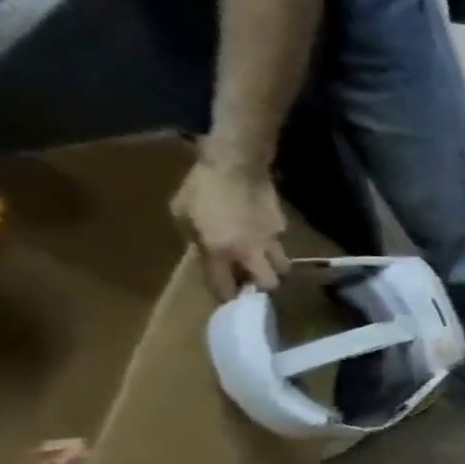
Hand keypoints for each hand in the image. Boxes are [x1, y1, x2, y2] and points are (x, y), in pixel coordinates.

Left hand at [172, 154, 290, 300]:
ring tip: (260, 261)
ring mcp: (272, 240)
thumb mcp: (181, 215)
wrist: (236, 165)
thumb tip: (208, 253)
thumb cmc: (201, 189)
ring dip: (272, 268)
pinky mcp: (283, 228)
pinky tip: (259, 233)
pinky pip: (279, 244)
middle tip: (250, 281)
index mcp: (220, 250)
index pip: (226, 286)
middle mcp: (251, 251)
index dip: (225, 295)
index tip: (224, 297)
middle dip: (261, 286)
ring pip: (283, 266)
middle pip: (270, 283)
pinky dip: (271, 244)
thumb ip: (196, 240)